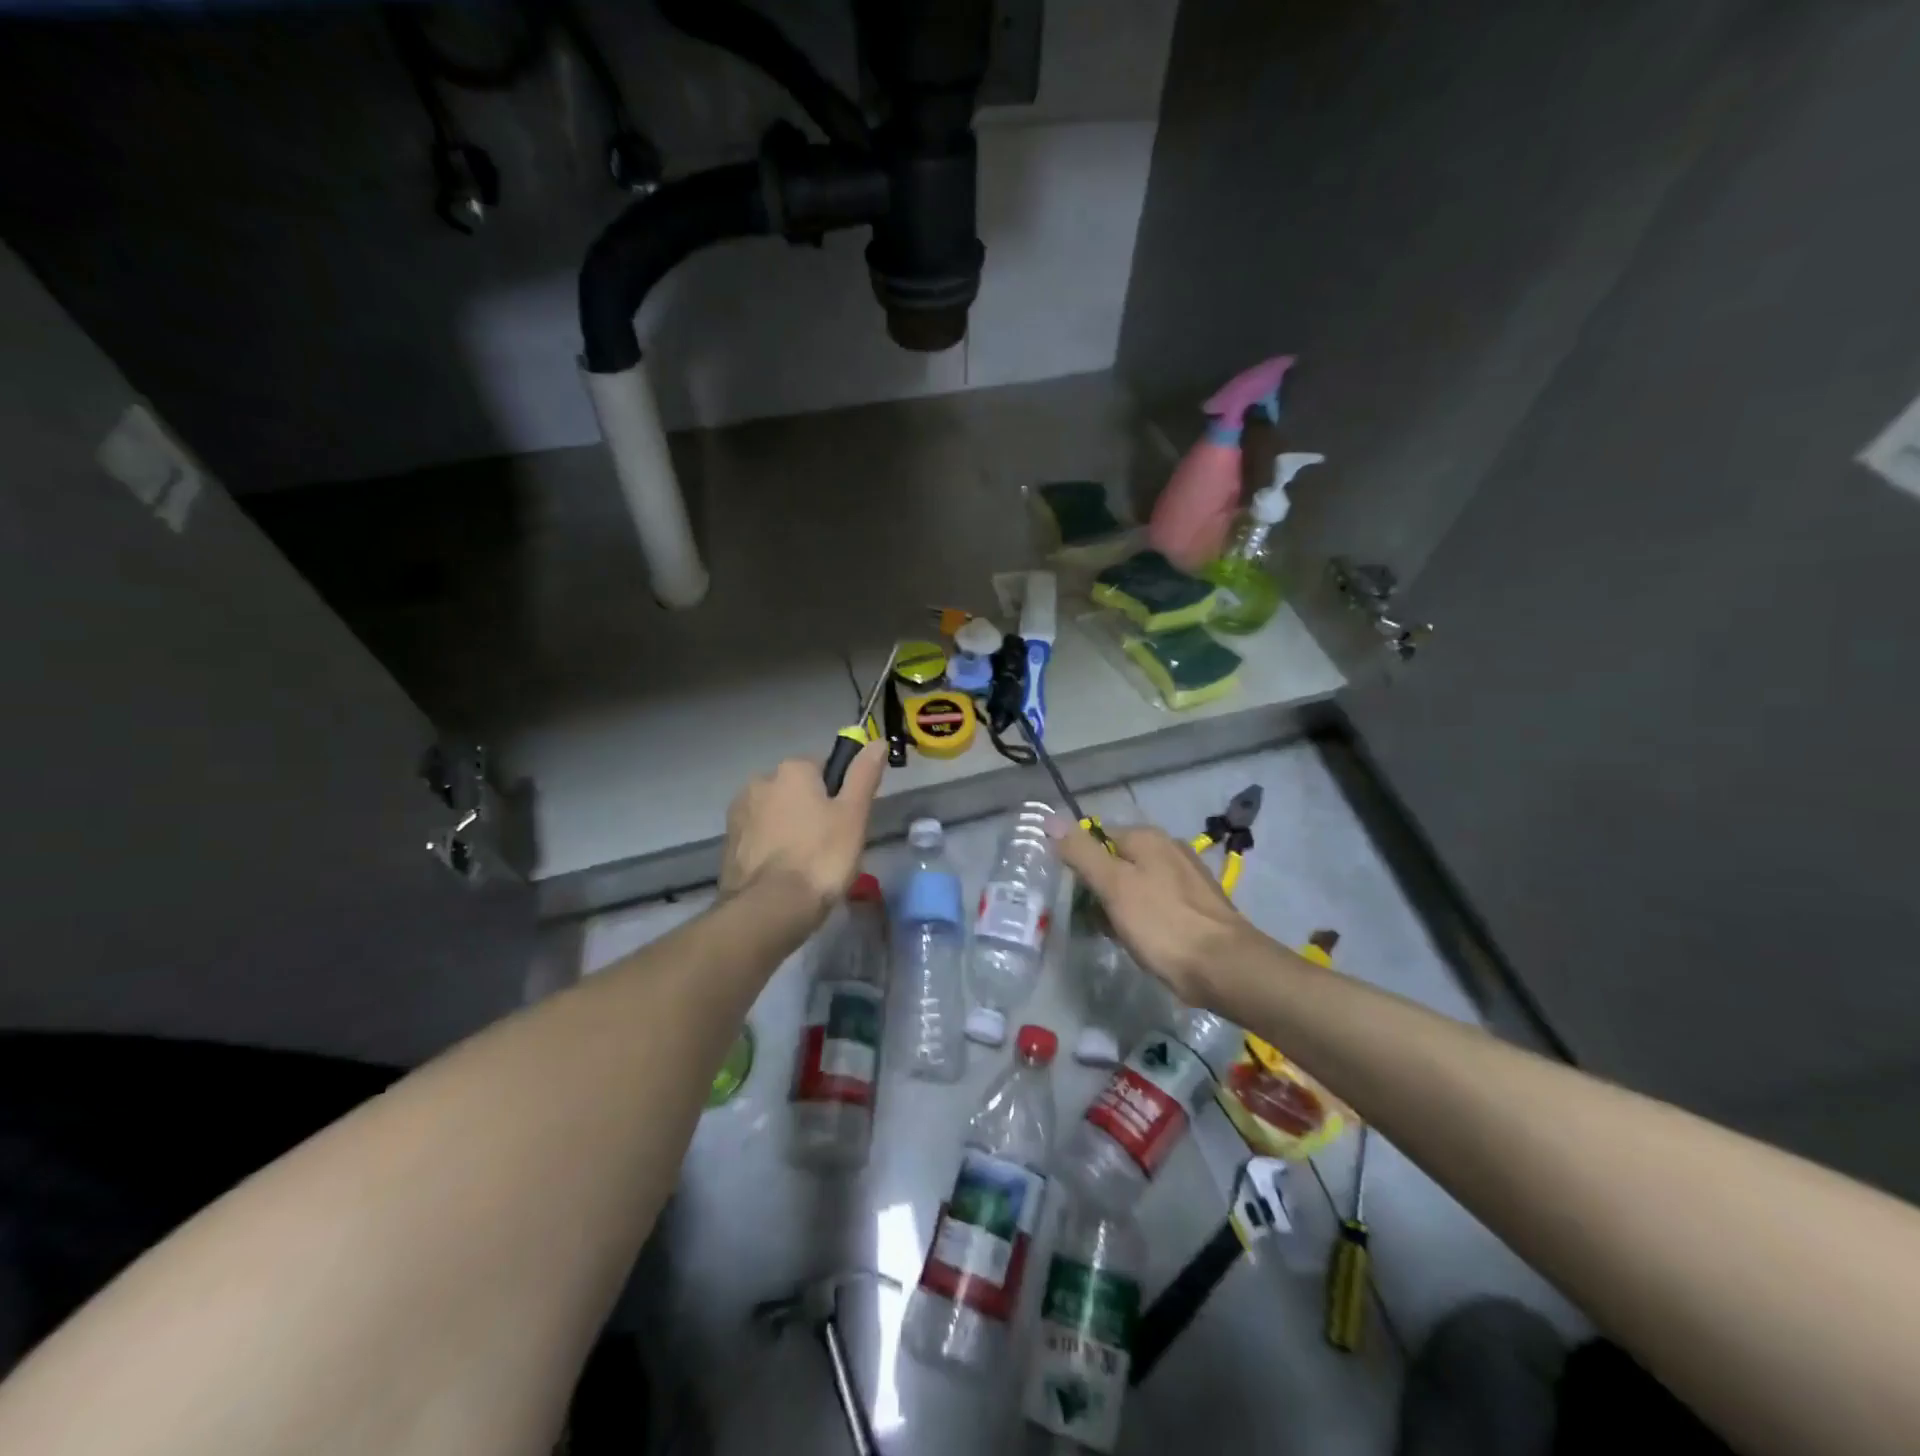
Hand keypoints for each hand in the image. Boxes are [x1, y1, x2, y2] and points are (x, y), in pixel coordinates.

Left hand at [720, 742, 886, 927]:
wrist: (770, 908)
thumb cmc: (821, 856)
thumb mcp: (854, 814)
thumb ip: (864, 775)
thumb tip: (877, 741)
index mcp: (792, 769)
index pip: (824, 767)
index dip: (840, 793)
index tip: (848, 820)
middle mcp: (760, 781)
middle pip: (797, 790)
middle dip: (812, 810)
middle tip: (832, 845)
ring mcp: (739, 813)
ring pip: (777, 814)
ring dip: (790, 829)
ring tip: (808, 865)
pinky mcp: (729, 844)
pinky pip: (760, 837)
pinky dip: (772, 848)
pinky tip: (786, 874)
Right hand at [1048, 819, 1260, 1005]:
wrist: (1224, 967)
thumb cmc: (1161, 923)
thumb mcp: (1113, 885)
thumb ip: (1082, 852)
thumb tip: (1050, 820)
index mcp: (1148, 837)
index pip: (1098, 837)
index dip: (1081, 864)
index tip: (1074, 895)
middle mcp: (1170, 848)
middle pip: (1119, 861)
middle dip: (1101, 887)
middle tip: (1093, 918)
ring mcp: (1188, 876)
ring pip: (1138, 884)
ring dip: (1122, 905)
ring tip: (1115, 933)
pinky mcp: (1199, 905)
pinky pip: (1158, 903)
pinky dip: (1145, 917)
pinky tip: (1143, 940)